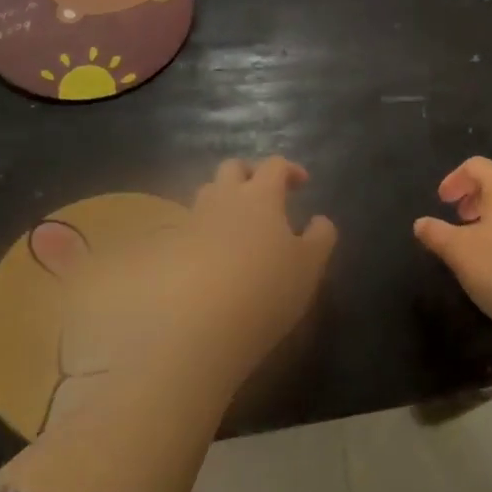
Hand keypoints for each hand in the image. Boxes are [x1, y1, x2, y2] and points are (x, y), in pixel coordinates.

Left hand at [70, 158, 336, 397]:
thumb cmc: (266, 289)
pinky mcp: (170, 249)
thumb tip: (320, 220)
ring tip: (240, 226)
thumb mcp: (309, 266)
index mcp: (260, 196)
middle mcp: (224, 199)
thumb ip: (320, 237)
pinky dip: (206, 233)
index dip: (290, 169)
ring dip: (225, 200)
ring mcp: (192, 222)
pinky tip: (216, 258)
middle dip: (250, 174)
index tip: (302, 183)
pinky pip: (191, 228)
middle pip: (233, 168)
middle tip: (266, 194)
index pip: (274, 165)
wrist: (196, 325)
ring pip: (208, 194)